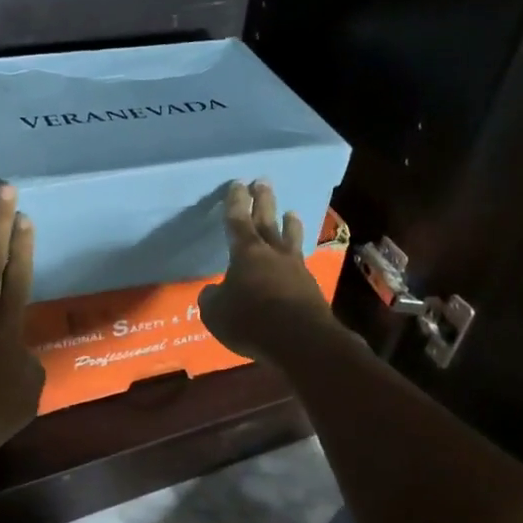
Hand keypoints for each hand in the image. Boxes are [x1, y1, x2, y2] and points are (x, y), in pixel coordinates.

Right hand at [199, 181, 340, 361]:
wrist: (300, 340)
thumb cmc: (250, 320)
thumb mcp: (216, 312)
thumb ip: (212, 297)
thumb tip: (213, 291)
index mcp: (246, 253)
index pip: (238, 220)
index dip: (236, 202)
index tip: (238, 183)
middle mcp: (272, 253)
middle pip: (267, 221)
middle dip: (263, 201)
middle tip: (263, 182)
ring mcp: (295, 269)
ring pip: (291, 239)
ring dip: (289, 224)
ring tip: (291, 212)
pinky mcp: (310, 287)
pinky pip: (300, 263)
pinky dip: (296, 255)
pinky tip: (297, 258)